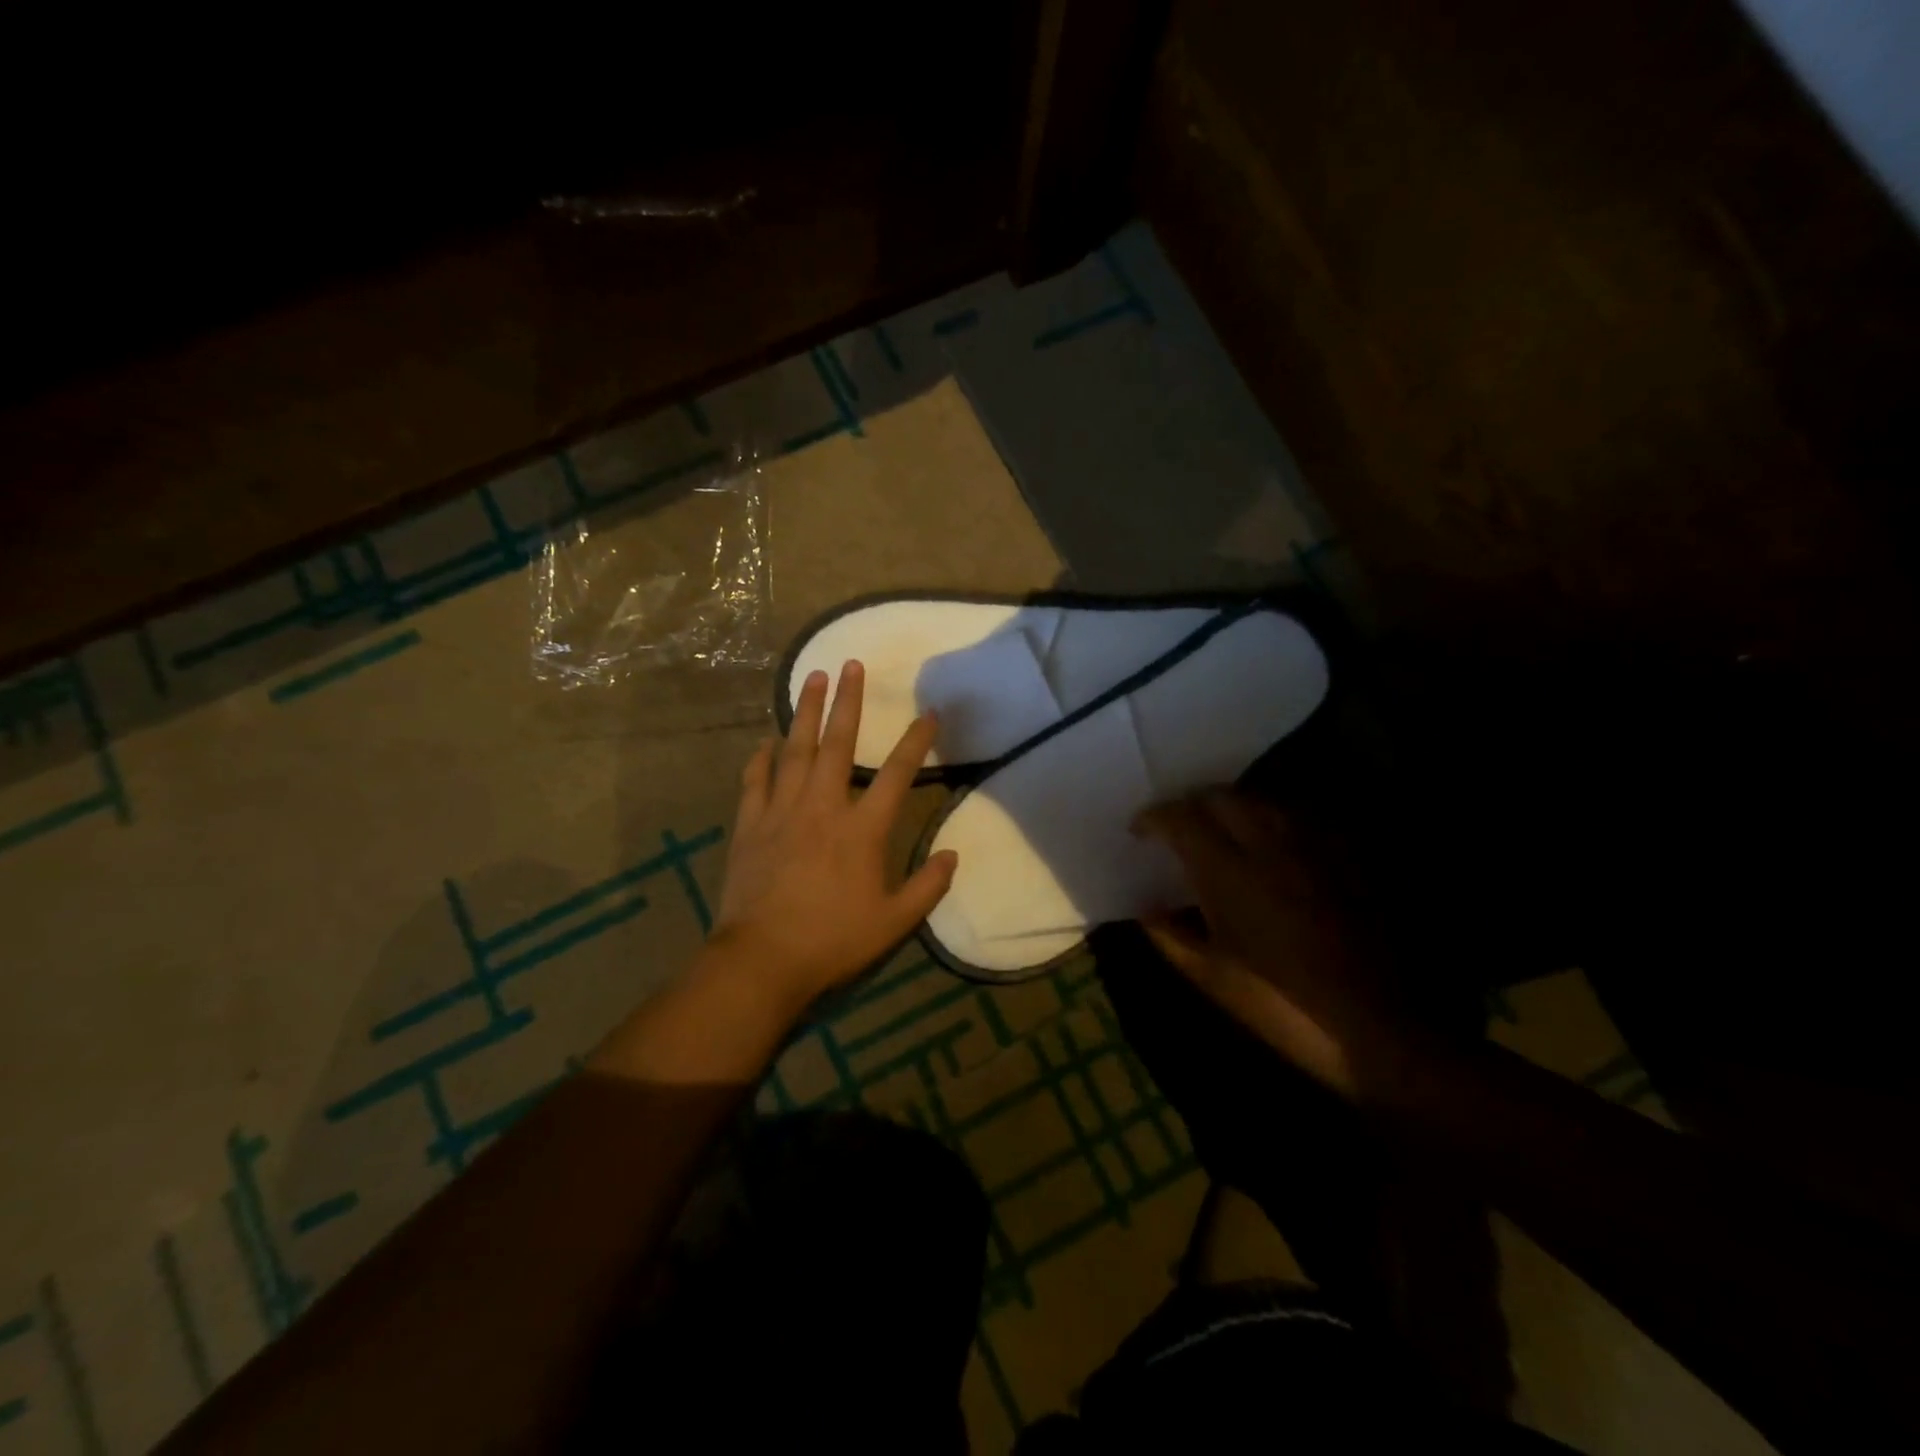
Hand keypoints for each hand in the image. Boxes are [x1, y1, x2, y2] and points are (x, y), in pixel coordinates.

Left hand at [704, 661, 957, 1016]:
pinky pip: (755, 780)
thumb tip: (952, 855)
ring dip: (805, 712)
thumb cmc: (834, 940)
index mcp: (863, 828)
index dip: (917, 741)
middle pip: (838, 744)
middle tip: (850, 663)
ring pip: (795, 750)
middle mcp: (823, 807)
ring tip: (812, 678)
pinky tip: (767, 741)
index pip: (898, 773)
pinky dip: (761, 757)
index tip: (929, 713)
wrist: (762, 959)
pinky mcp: (750, 825)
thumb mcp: (895, 921)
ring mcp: (782, 812)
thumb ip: (929, 886)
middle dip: (847, 701)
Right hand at [1134, 790, 1412, 1102]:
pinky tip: (1270, 844)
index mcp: (1229, 871)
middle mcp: (1269, 844)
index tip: (1139, 830)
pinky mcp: (1346, 857)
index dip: (1154, 817)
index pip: (1182, 818)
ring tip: (1219, 830)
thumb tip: (1144, 910)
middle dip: (1191, 804)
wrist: (1381, 1026)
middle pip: (1221, 797)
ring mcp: (1313, 846)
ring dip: (1231, 807)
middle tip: (1177, 826)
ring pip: (1262, 801)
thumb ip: (1171, 937)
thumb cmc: (1284, 1005)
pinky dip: (1271, 820)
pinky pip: (1299, 818)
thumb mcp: (1214, 979)